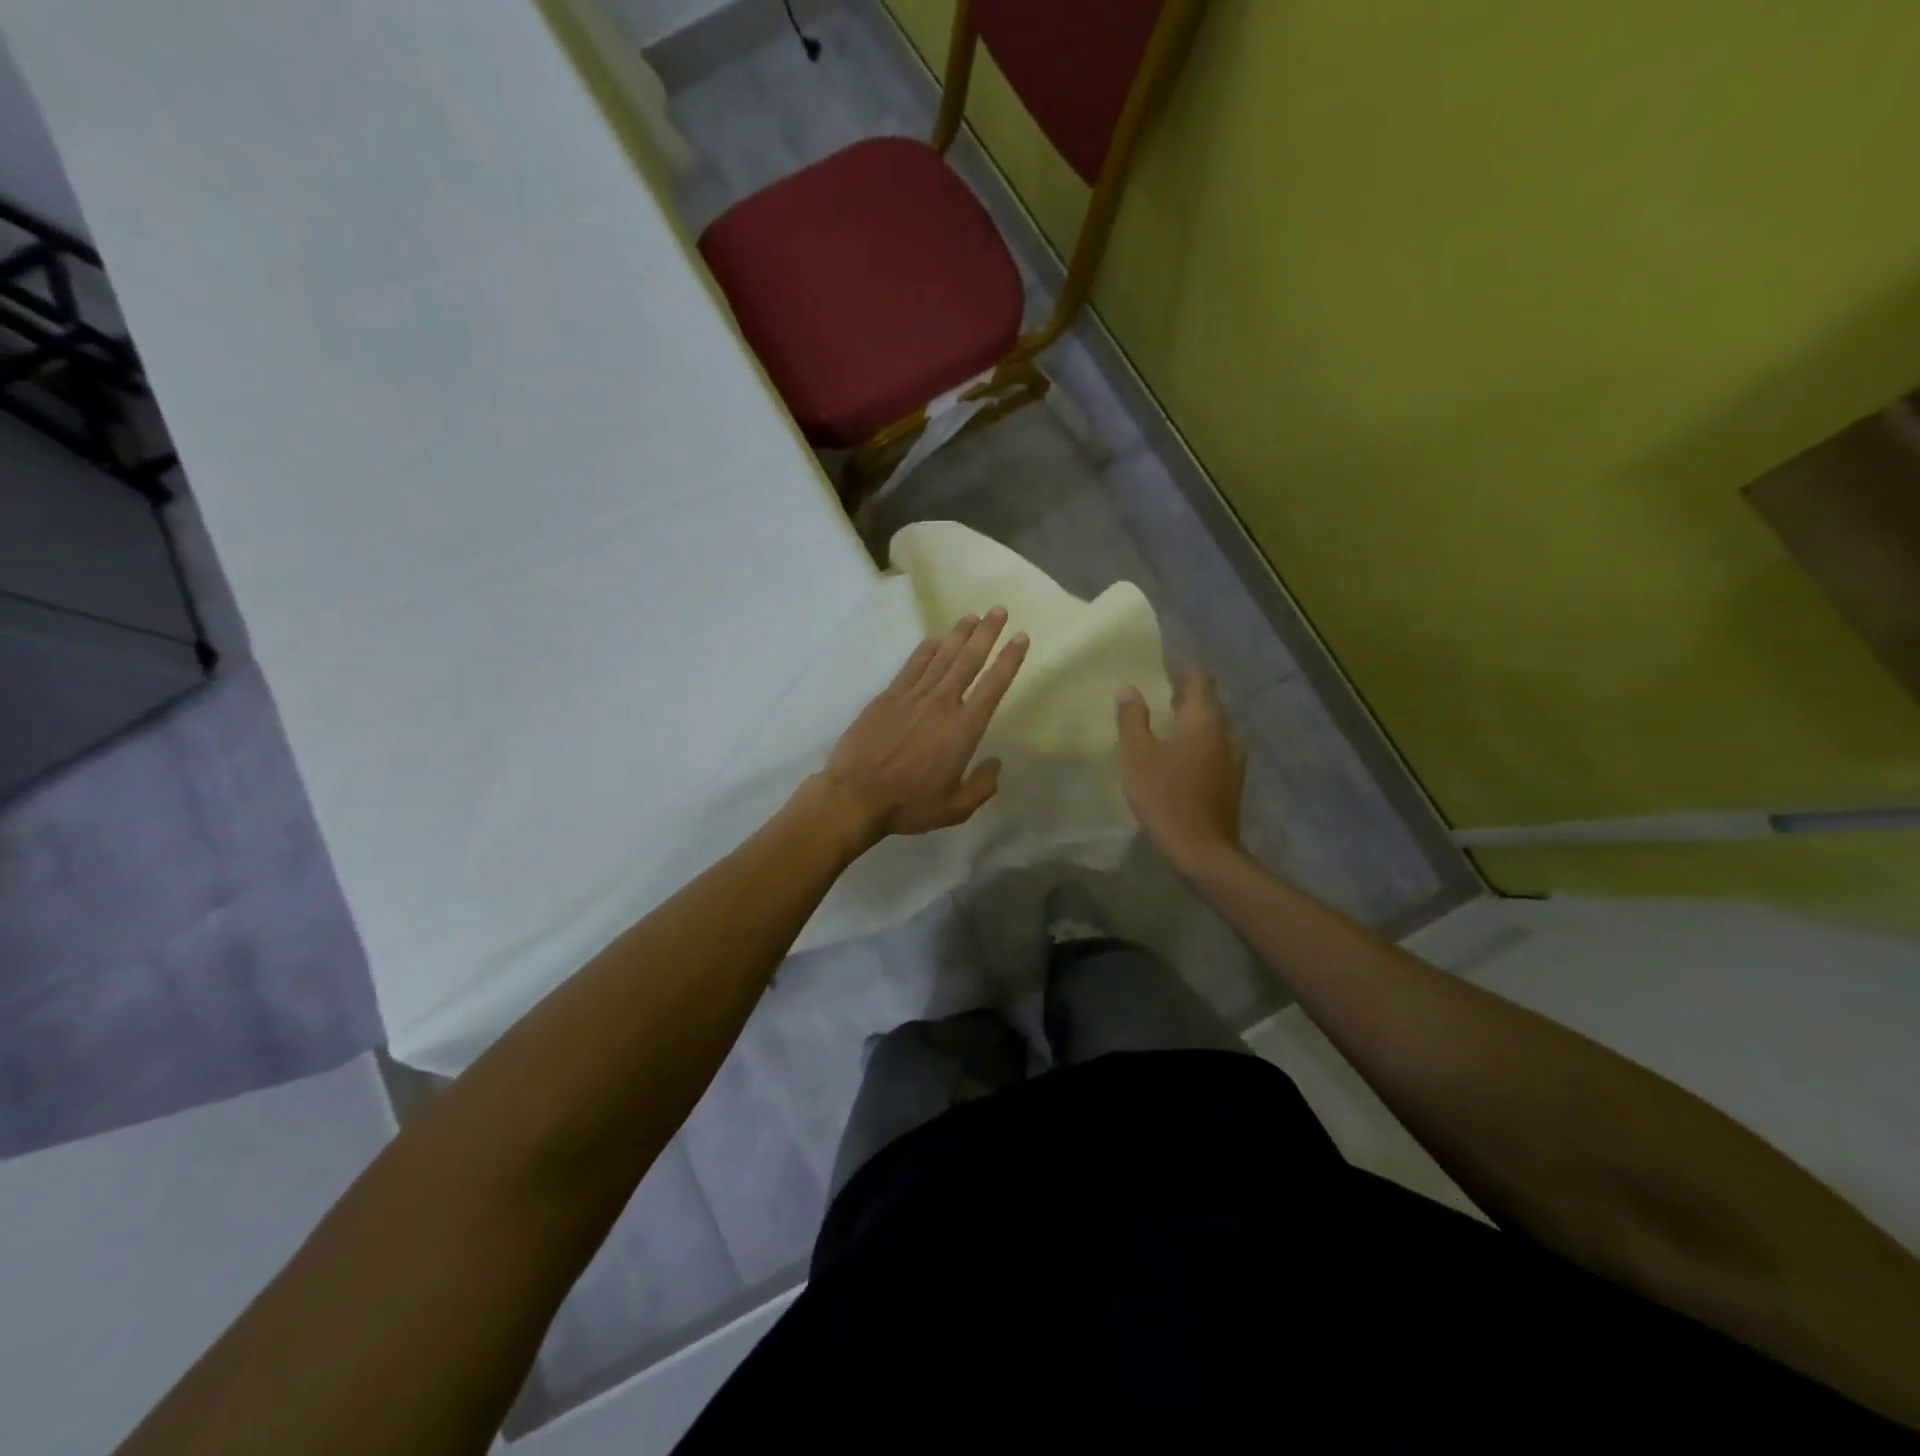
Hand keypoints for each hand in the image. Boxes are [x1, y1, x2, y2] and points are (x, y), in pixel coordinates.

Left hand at [818, 609, 1028, 845]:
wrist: (855, 795)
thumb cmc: (908, 804)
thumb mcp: (955, 808)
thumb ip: (982, 786)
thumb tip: (996, 764)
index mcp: (963, 729)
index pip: (993, 686)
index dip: (1009, 660)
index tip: (1020, 637)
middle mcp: (942, 704)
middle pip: (968, 660)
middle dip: (986, 634)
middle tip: (999, 610)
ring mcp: (912, 697)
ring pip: (941, 657)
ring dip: (959, 634)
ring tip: (972, 616)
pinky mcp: (888, 697)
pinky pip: (912, 666)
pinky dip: (926, 649)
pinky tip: (935, 638)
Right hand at [1116, 665, 1245, 873]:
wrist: (1201, 847)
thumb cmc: (1164, 795)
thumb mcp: (1136, 755)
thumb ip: (1132, 718)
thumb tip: (1129, 688)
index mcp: (1203, 718)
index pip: (1198, 678)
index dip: (1183, 666)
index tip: (1165, 660)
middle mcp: (1226, 731)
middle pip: (1210, 701)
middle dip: (1188, 692)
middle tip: (1162, 689)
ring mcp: (1235, 757)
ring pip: (1215, 726)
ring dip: (1195, 719)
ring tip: (1171, 721)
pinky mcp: (1234, 780)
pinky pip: (1218, 747)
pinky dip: (1201, 741)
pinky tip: (1184, 754)